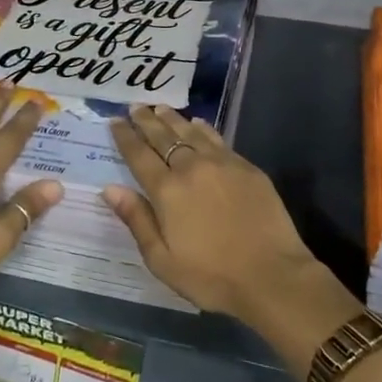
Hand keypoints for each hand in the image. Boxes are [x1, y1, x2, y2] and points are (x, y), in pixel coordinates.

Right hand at [103, 104, 334, 325]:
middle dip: (146, 120)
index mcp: (167, 191)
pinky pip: (217, 139)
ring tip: (160, 107)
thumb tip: (110, 188)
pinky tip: (198, 123)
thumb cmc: (211, 276)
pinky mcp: (247, 168)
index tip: (114, 120)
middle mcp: (192, 168)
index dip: (125, 136)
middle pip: (163, 136)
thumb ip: (137, 220)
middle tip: (135, 105)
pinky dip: (202, 128)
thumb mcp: (162, 259)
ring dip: (172, 118)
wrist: (272, 276)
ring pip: (191, 132)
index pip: (139, 155)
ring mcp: (222, 164)